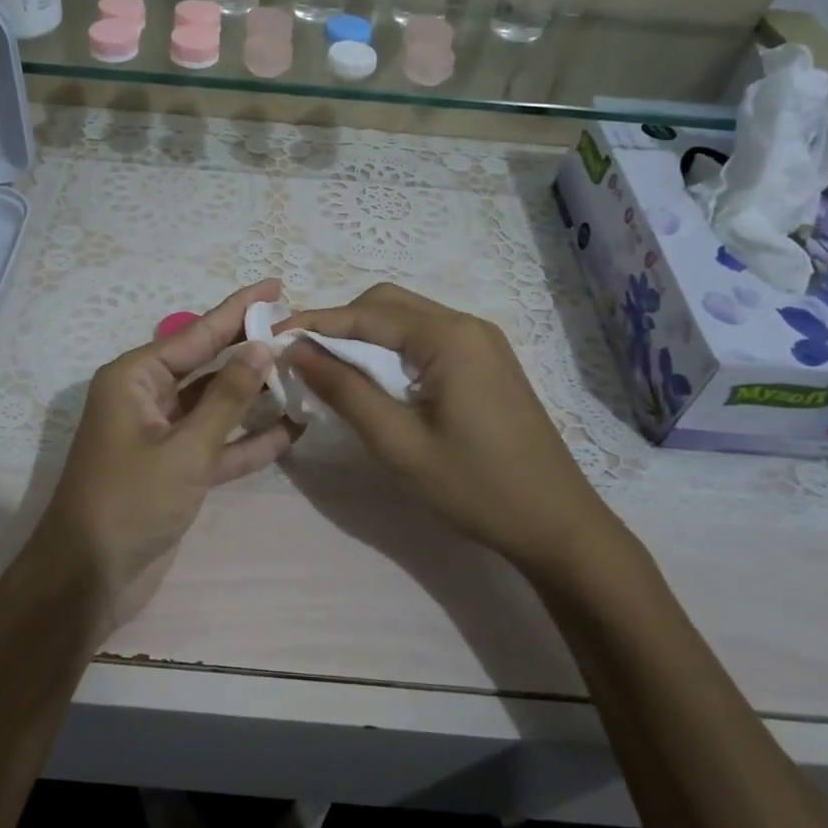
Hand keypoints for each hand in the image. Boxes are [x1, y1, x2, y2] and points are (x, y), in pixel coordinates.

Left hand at [34, 279, 298, 631]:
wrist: (89, 577)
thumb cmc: (129, 502)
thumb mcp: (184, 448)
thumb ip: (226, 398)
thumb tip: (262, 348)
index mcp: (135, 379)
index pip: (196, 334)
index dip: (238, 310)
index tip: (275, 286)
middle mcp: (147, 398)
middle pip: (208, 365)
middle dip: (251, 351)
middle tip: (298, 329)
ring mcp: (162, 435)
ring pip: (216, 405)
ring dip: (255, 396)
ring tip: (304, 375)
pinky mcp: (176, 469)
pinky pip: (217, 444)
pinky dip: (248, 440)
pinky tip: (291, 429)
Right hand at [279, 284, 614, 573]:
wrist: (556, 523)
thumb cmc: (474, 486)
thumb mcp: (398, 442)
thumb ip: (344, 389)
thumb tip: (295, 350)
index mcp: (448, 337)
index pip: (365, 313)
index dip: (314, 322)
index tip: (272, 337)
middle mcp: (466, 325)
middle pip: (387, 304)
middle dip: (340, 323)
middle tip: (302, 357)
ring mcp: (482, 342)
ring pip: (407, 319)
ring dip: (365, 336)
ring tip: (329, 369)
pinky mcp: (487, 362)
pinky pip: (427, 339)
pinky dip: (392, 350)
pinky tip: (375, 380)